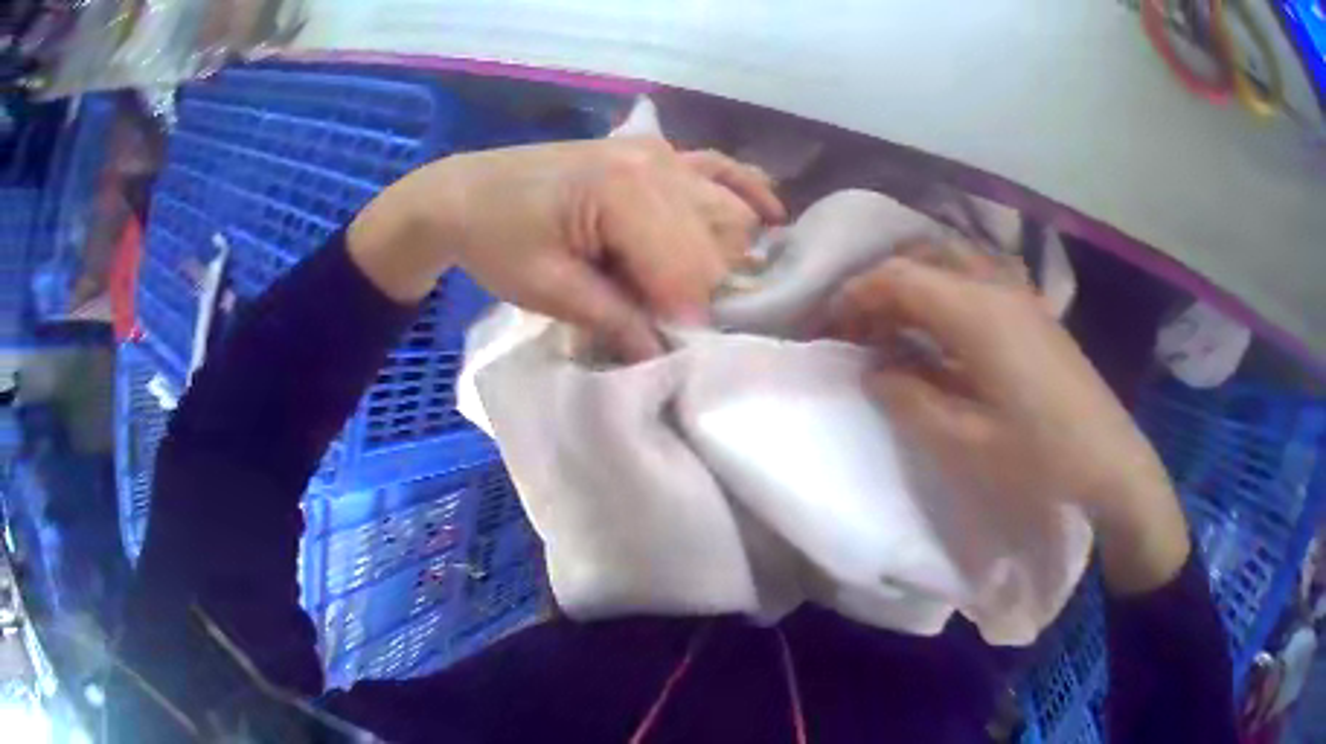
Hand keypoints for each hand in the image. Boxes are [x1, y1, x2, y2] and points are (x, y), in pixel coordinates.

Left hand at [348, 137, 784, 359]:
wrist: (466, 192)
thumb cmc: (497, 240)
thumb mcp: (548, 290)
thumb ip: (615, 320)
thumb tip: (667, 354)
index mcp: (625, 193)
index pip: (689, 271)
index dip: (684, 319)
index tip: (670, 351)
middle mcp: (658, 163)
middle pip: (719, 244)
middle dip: (705, 293)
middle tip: (674, 323)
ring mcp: (663, 152)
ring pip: (729, 212)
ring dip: (728, 256)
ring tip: (707, 292)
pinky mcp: (659, 152)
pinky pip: (721, 168)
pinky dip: (748, 192)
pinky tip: (772, 216)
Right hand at [828, 244, 1190, 593]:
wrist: (1111, 461)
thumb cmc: (1039, 457)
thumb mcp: (964, 441)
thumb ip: (909, 398)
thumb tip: (875, 369)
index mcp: (975, 313)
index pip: (899, 278)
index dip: (856, 295)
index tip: (829, 326)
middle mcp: (996, 288)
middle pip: (925, 260)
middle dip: (883, 286)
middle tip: (859, 328)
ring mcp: (1021, 297)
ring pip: (953, 266)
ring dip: (916, 287)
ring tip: (895, 329)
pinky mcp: (1035, 314)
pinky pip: (978, 283)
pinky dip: (946, 295)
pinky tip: (943, 335)